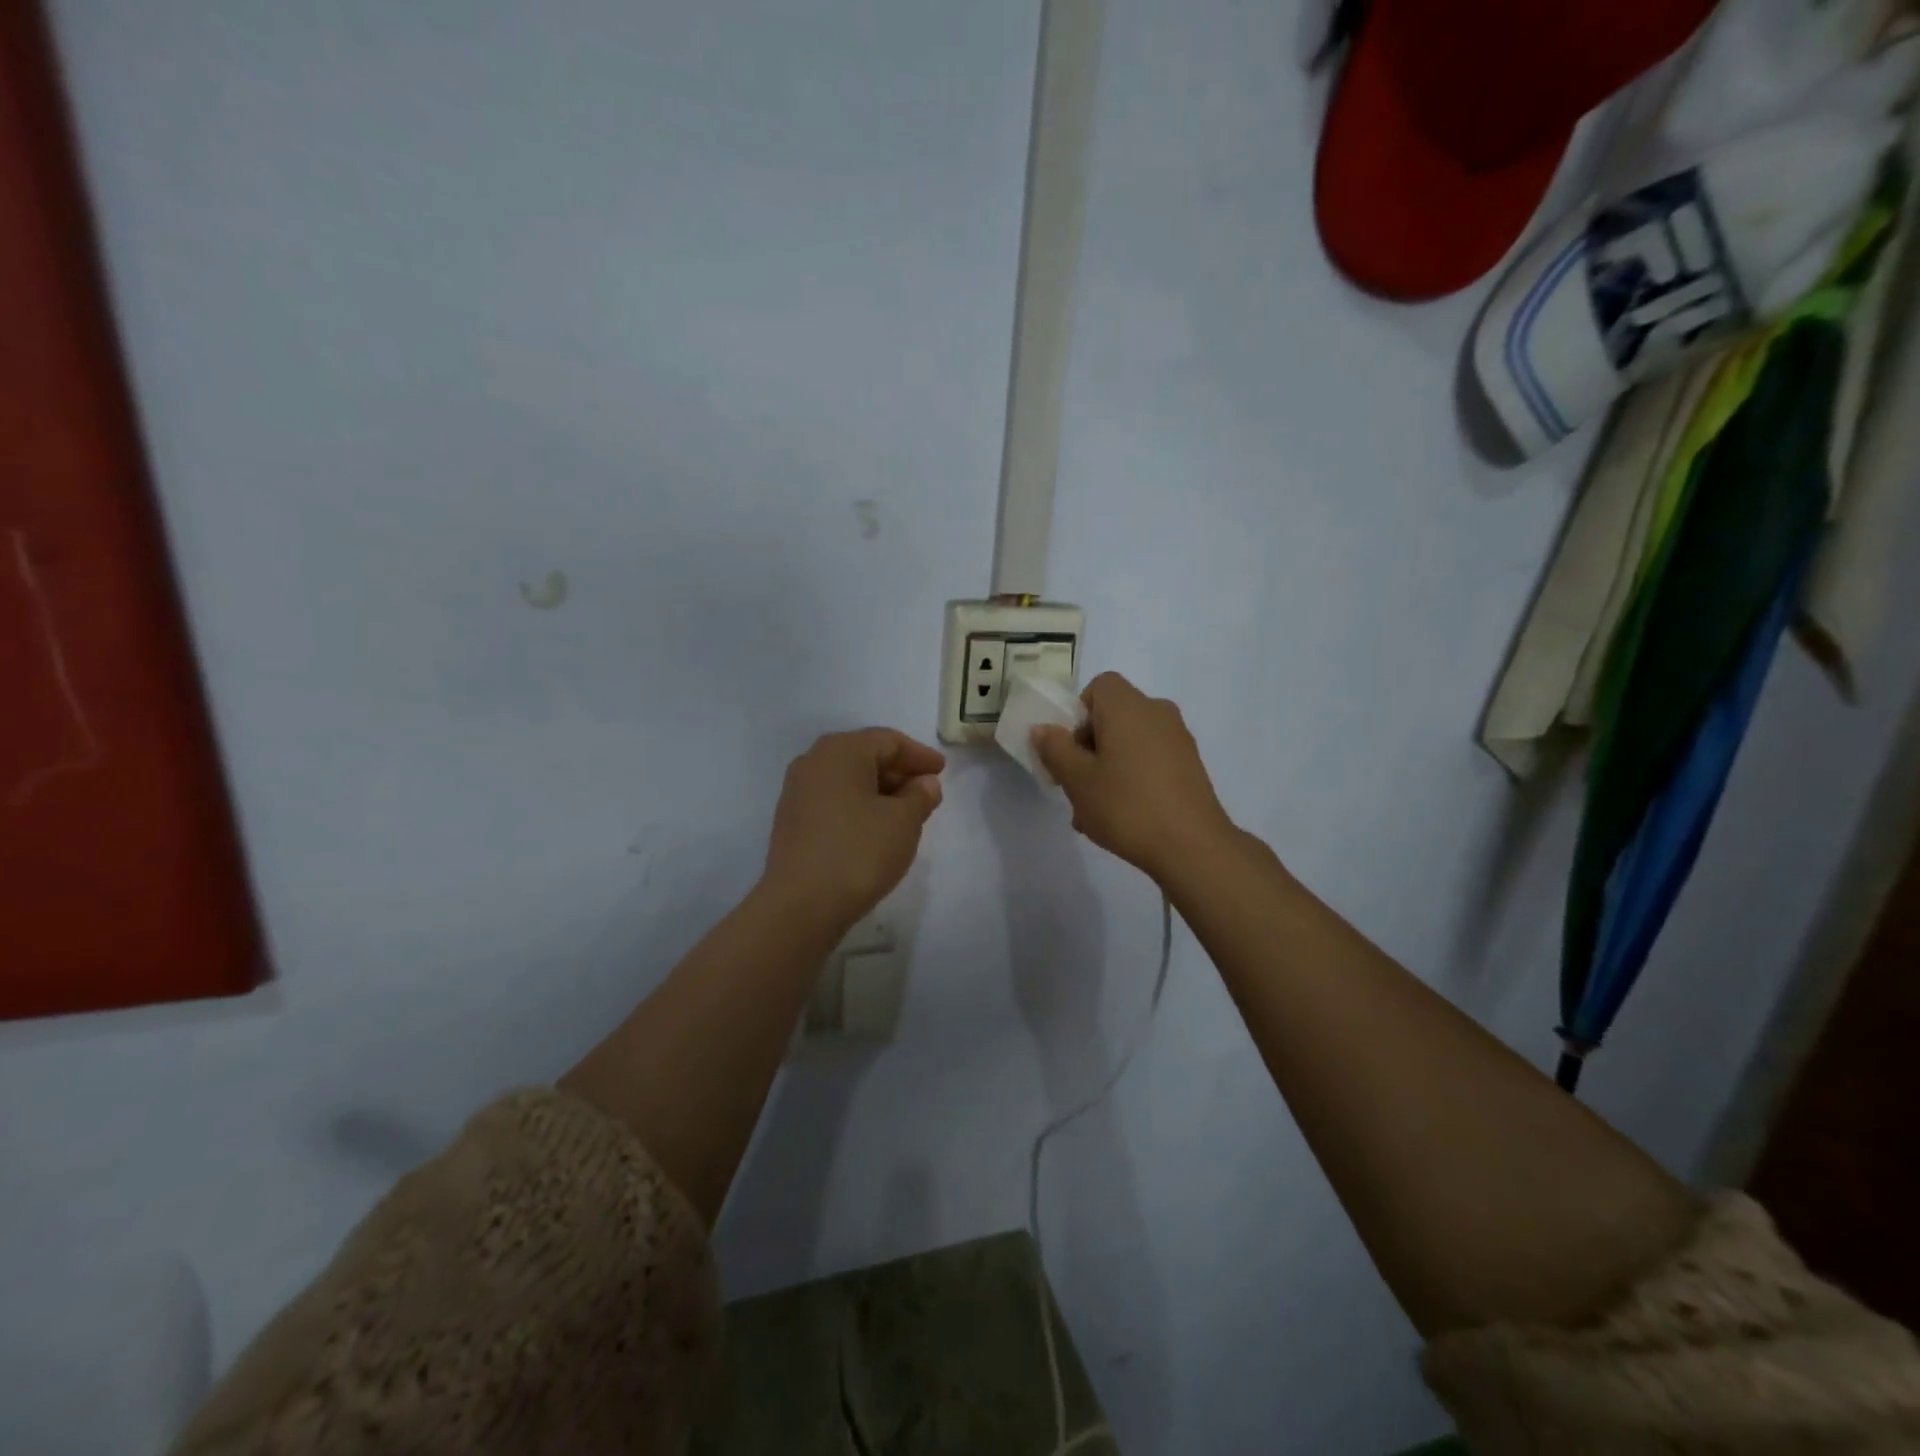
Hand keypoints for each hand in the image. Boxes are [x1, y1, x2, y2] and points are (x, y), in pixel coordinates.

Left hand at [762, 728, 945, 931]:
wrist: (802, 904)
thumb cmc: (859, 851)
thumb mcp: (904, 821)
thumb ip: (920, 795)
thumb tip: (924, 782)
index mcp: (841, 751)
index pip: (888, 741)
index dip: (919, 755)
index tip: (941, 771)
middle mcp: (813, 761)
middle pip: (864, 756)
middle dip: (898, 771)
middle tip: (926, 791)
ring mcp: (797, 791)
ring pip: (847, 779)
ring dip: (878, 790)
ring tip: (905, 812)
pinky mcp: (791, 820)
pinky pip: (832, 800)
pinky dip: (857, 805)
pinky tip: (874, 828)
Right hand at [1032, 672, 1236, 882]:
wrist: (1193, 846)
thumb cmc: (1126, 806)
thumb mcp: (1077, 780)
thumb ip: (1055, 749)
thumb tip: (1043, 728)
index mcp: (1128, 707)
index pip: (1099, 686)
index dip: (1079, 713)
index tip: (1071, 749)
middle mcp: (1157, 712)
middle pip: (1114, 715)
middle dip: (1089, 745)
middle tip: (1076, 784)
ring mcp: (1178, 739)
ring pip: (1130, 741)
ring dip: (1108, 766)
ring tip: (1095, 810)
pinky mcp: (1191, 765)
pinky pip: (1150, 759)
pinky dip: (1133, 777)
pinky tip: (1124, 817)